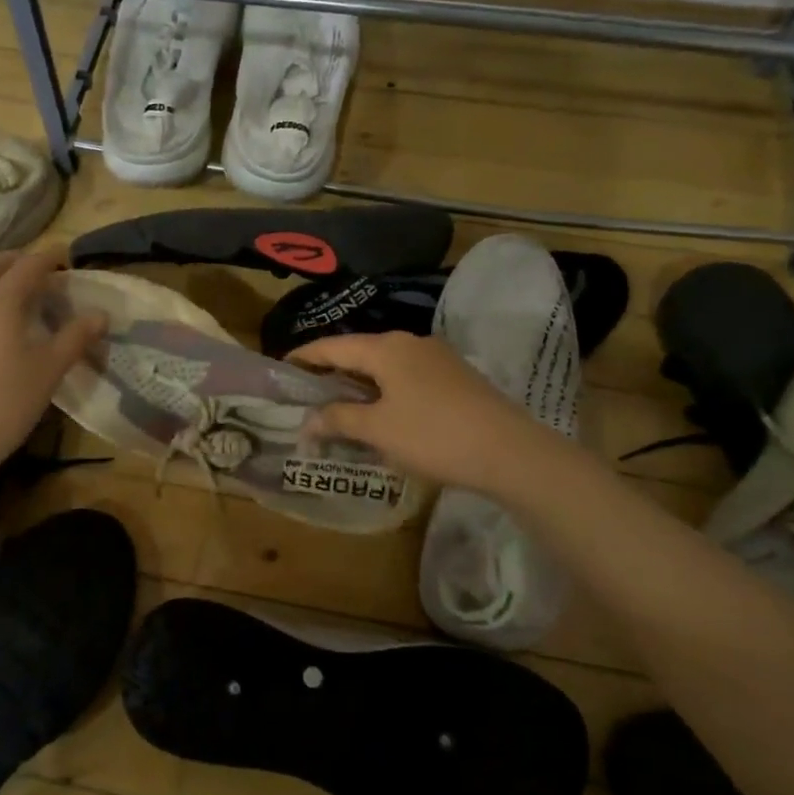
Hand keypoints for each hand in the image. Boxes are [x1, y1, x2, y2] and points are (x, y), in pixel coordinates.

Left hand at [0, 250, 105, 479]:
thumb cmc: (5, 402)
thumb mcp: (49, 370)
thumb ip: (75, 337)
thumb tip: (100, 314)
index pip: (27, 266)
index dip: (49, 257)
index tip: (67, 255)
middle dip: (18, 260)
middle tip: (43, 269)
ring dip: (0, 279)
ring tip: (26, 295)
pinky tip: (3, 325)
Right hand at [291, 331, 539, 493]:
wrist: (511, 452)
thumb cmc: (433, 435)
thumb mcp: (378, 429)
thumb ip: (339, 419)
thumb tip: (308, 421)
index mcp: (385, 348)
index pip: (333, 346)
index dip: (305, 356)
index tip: (282, 365)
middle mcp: (410, 342)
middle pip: (360, 352)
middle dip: (332, 371)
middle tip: (308, 391)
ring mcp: (438, 358)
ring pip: (386, 365)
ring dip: (361, 383)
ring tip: (341, 404)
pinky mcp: (456, 376)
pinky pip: (408, 376)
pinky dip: (386, 389)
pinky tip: (384, 412)